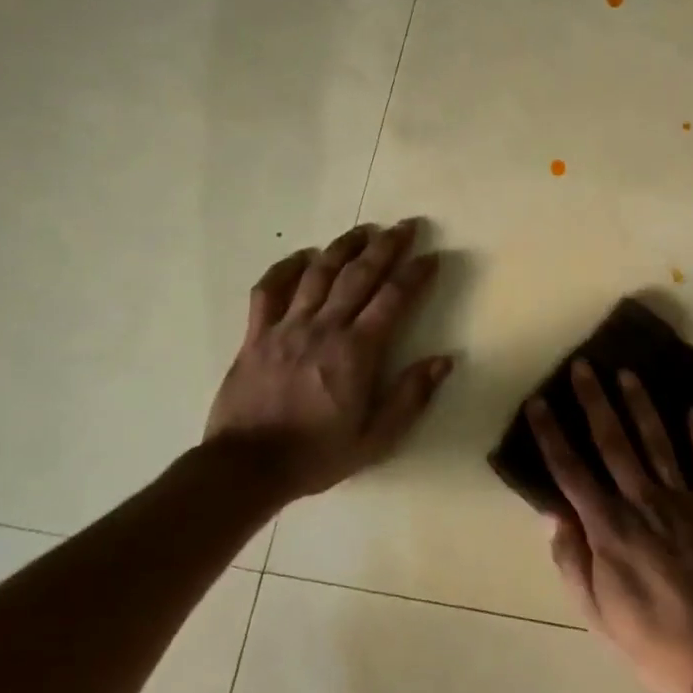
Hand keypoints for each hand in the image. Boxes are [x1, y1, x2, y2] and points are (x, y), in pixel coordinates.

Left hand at [205, 220, 453, 499]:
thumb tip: (445, 359)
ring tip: (363, 230)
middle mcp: (324, 328)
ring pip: (318, 273)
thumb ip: (411, 396)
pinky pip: (269, 290)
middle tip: (406, 226)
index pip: (393, 299)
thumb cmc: (317, 454)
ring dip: (344, 247)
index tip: (432, 257)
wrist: (247, 467)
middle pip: (359, 275)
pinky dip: (286, 268)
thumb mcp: (376, 438)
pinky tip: (302, 256)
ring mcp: (286, 327)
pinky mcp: (256, 334)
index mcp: (356, 351)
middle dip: (386, 246)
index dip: (416, 274)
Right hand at [527, 360, 692, 692]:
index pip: (570, 470)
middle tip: (583, 366)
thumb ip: (572, 560)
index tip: (539, 402)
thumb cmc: (653, 641)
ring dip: (641, 405)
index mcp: (608, 528)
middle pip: (613, 442)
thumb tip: (552, 514)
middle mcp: (643, 502)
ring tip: (628, 373)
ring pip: (658, 442)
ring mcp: (684, 502)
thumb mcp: (597, 612)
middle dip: (594, 401)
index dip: (551, 434)